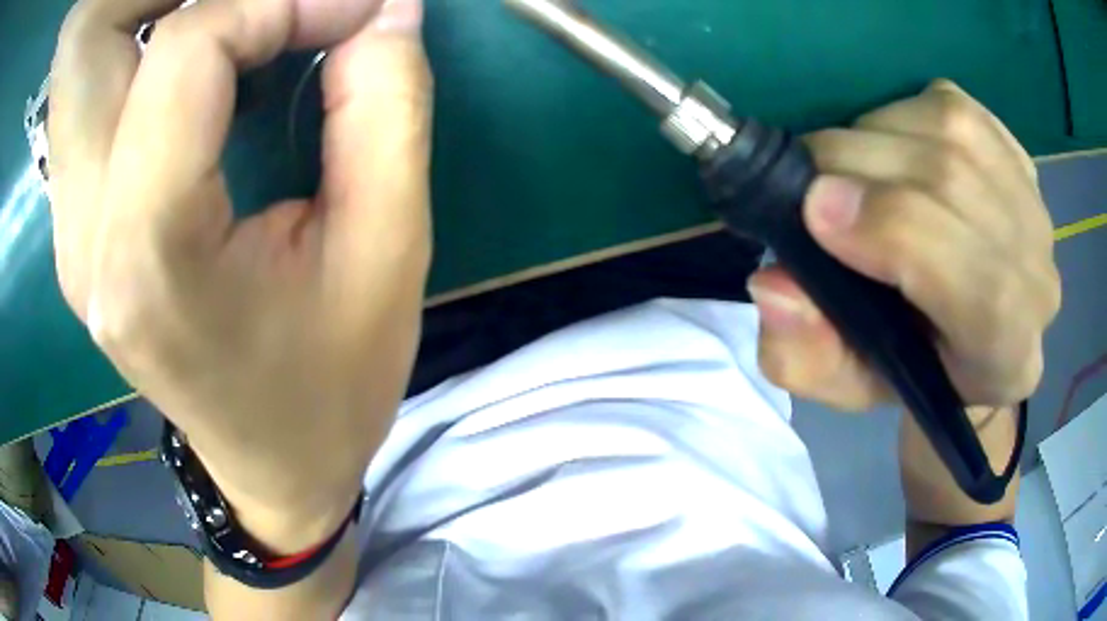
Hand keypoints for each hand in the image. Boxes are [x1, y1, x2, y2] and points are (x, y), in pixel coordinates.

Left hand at [48, 0, 431, 550]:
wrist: (273, 469)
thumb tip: (384, 8)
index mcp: (149, 253)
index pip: (185, 49)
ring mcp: (74, 231)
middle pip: (144, 47)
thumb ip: (385, 106)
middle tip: (311, 19)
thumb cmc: (333, 387)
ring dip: (206, 31)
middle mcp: (88, 236)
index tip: (354, 14)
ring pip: (121, 64)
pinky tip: (221, 81)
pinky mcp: (83, 227)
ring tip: (274, 37)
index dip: (275, 3)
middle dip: (238, 9)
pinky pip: (116, 100)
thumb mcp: (388, 251)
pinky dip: (177, 64)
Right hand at [748, 80, 1059, 411]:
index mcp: (1005, 354)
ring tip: (851, 170)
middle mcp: (1038, 278)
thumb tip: (776, 283)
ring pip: (949, 132)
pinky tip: (893, 149)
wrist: (976, 332)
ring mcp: (1033, 206)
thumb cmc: (915, 367)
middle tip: (809, 182)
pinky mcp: (1015, 152)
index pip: (975, 283)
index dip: (893, 229)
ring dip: (875, 136)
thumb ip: (803, 356)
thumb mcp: (846, 384)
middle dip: (860, 165)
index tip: (814, 211)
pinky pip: (951, 106)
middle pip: (954, 184)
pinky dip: (902, 114)